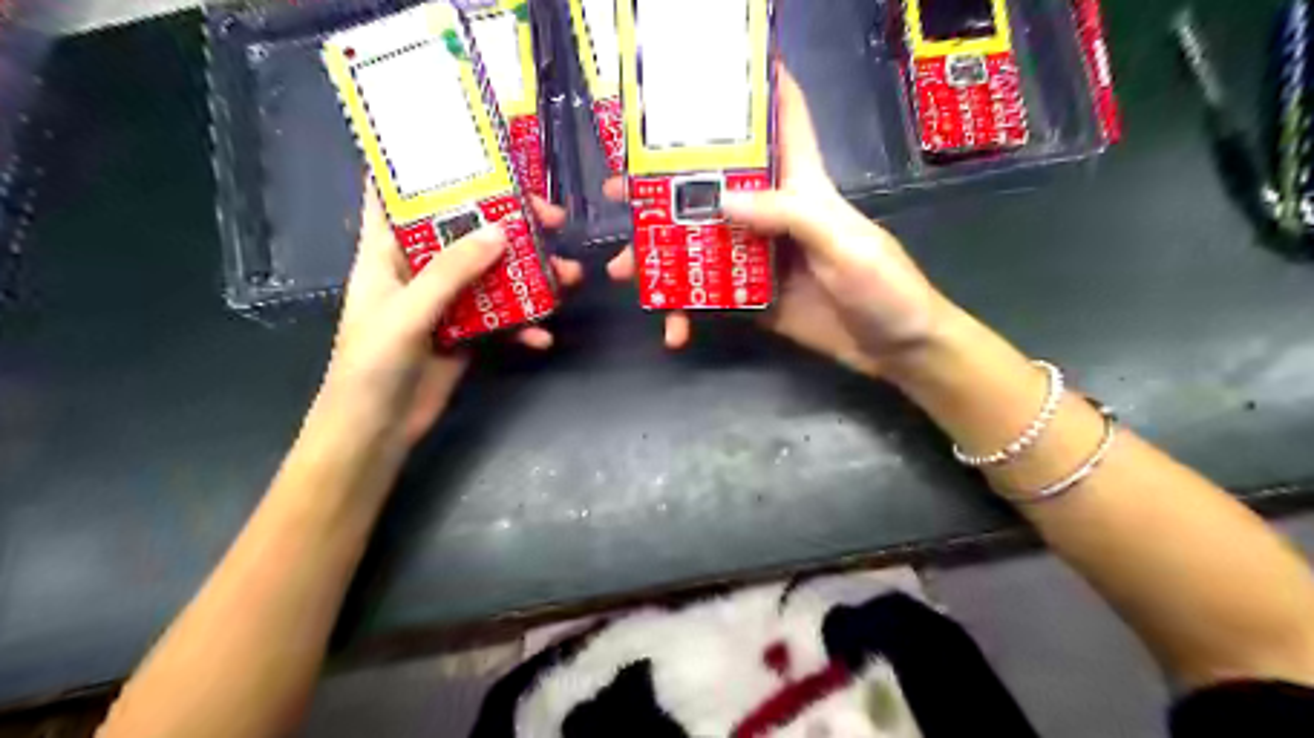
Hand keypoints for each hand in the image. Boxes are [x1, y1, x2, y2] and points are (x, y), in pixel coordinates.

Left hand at [321, 186, 580, 445]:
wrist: (376, 430)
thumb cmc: (372, 365)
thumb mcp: (408, 312)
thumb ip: (452, 271)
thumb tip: (501, 230)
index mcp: (387, 252)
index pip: (400, 196)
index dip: (428, 171)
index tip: (472, 153)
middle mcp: (420, 270)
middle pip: (467, 232)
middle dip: (511, 223)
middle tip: (553, 219)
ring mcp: (448, 303)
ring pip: (494, 275)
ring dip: (531, 275)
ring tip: (570, 277)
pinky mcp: (468, 333)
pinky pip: (503, 318)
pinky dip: (524, 325)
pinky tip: (542, 337)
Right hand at [599, 69, 950, 375]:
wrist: (896, 350)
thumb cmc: (884, 286)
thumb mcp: (843, 243)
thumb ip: (787, 216)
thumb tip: (719, 199)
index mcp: (801, 187)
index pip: (783, 121)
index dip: (758, 88)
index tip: (709, 73)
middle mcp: (773, 215)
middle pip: (714, 188)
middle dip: (666, 185)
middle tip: (621, 190)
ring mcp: (759, 259)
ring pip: (701, 245)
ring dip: (662, 255)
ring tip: (624, 270)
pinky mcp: (754, 298)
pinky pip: (710, 298)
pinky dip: (688, 312)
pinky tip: (673, 329)